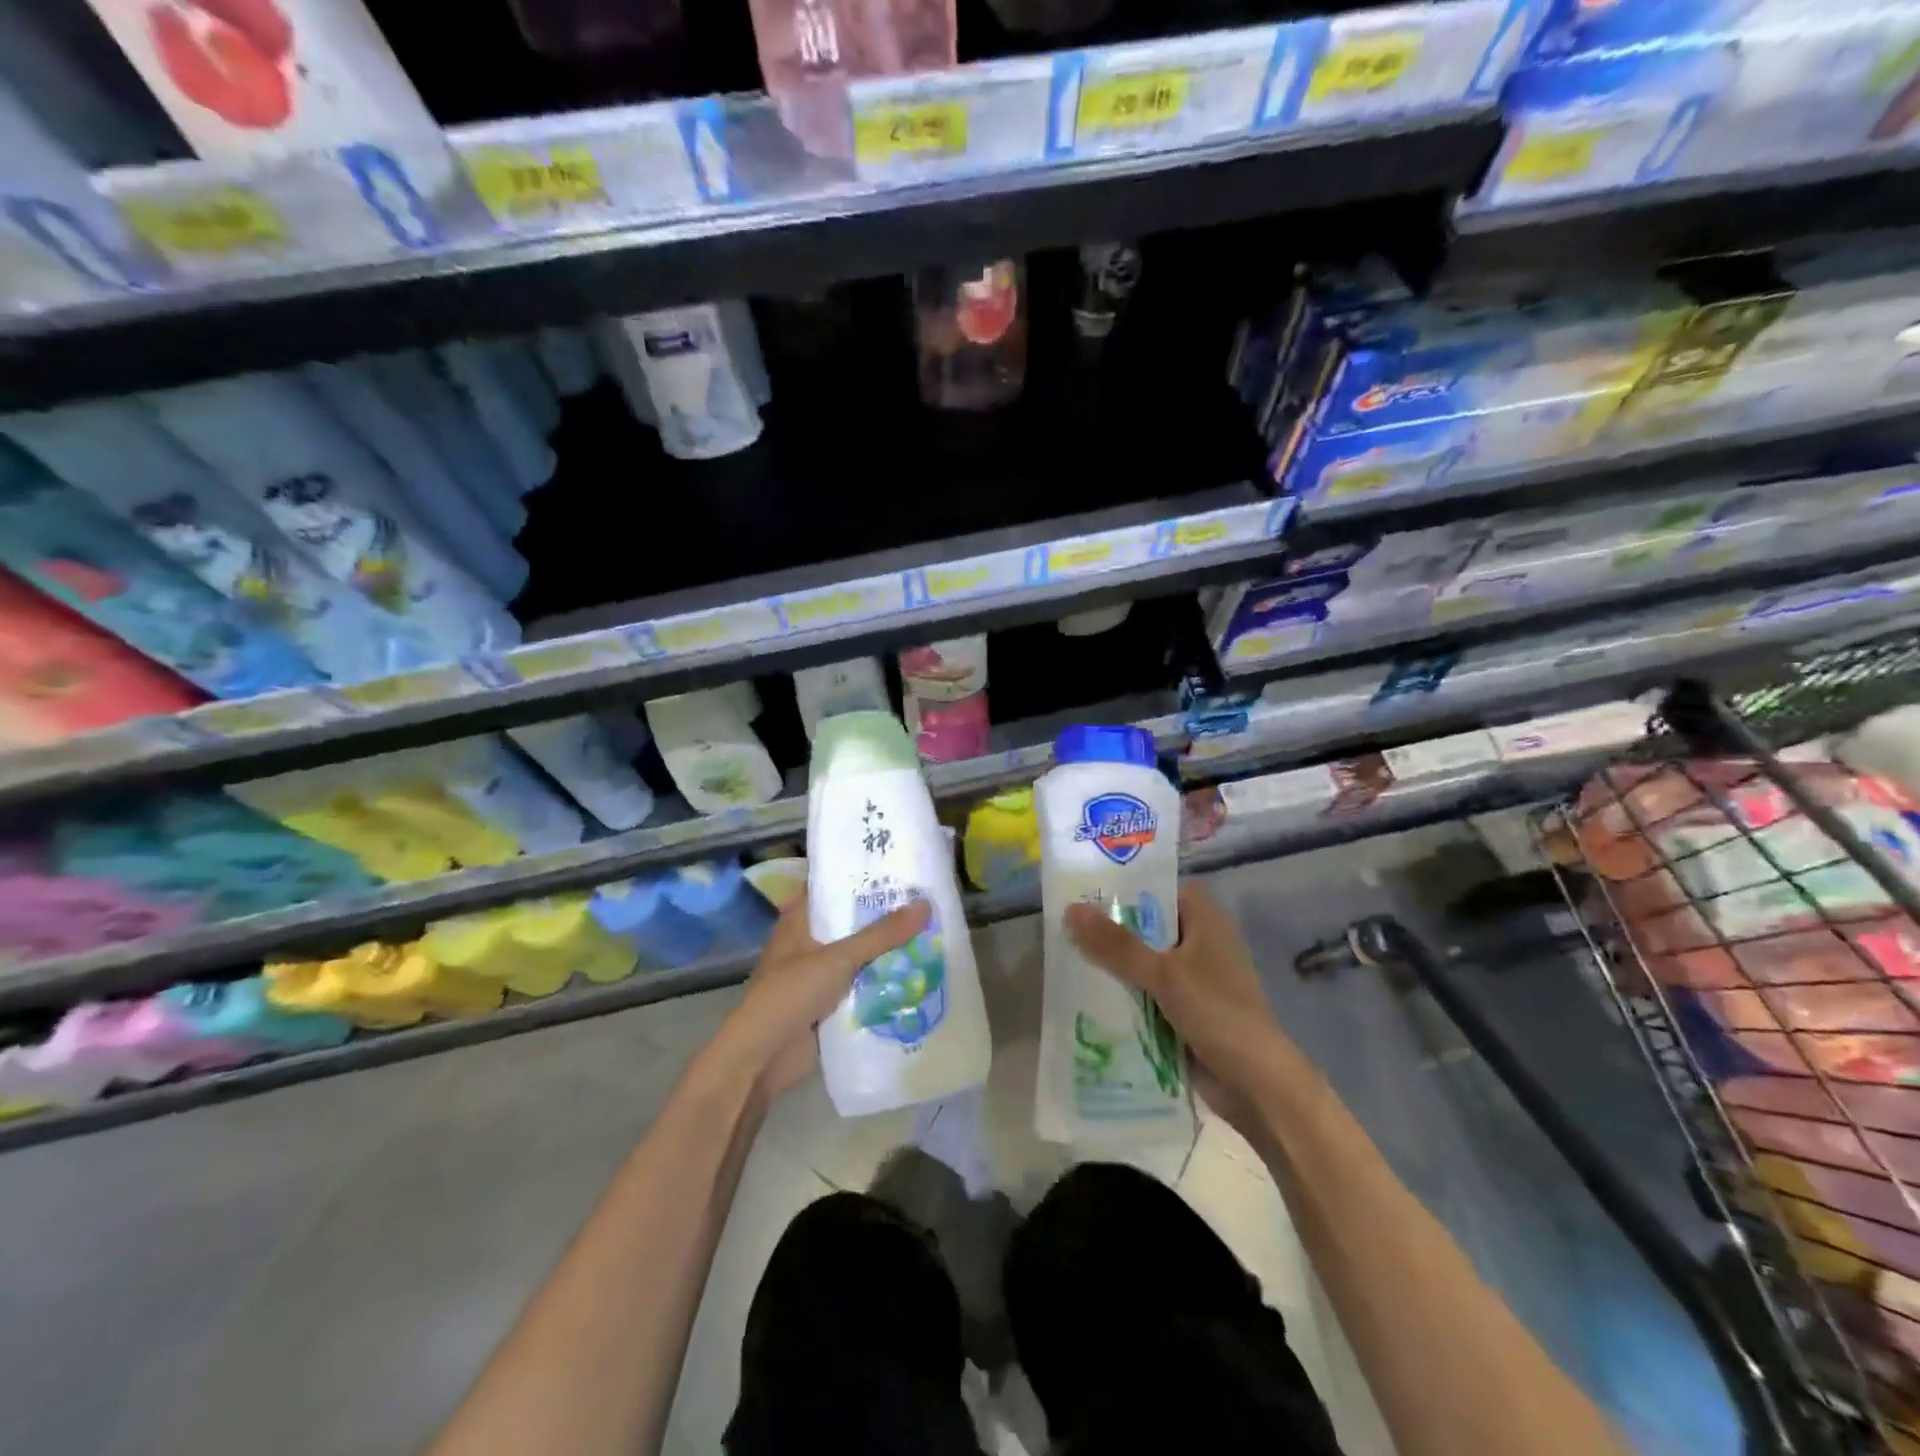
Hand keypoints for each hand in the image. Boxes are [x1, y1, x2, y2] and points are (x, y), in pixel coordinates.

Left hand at [712, 895, 930, 1099]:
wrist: (763, 1057)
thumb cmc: (792, 993)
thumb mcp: (839, 957)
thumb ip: (881, 934)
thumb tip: (925, 904)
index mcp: (799, 922)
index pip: (831, 889)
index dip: (860, 879)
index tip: (896, 870)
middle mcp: (808, 945)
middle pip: (850, 925)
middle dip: (883, 919)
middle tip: (925, 903)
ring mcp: (817, 977)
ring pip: (858, 958)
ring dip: (885, 954)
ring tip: (929, 936)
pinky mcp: (827, 1006)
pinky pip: (860, 989)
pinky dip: (881, 985)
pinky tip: (915, 977)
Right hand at [1064, 884, 1299, 1130]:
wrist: (1256, 1085)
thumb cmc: (1217, 1013)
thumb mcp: (1164, 974)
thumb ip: (1117, 944)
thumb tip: (1070, 909)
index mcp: (1206, 922)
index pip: (1163, 889)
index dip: (1128, 886)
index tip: (1087, 888)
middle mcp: (1200, 944)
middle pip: (1148, 926)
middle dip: (1111, 929)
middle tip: (1065, 923)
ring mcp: (1193, 980)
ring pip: (1144, 962)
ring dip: (1114, 965)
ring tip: (1064, 956)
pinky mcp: (1185, 1012)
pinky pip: (1147, 994)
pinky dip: (1124, 995)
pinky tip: (1087, 995)